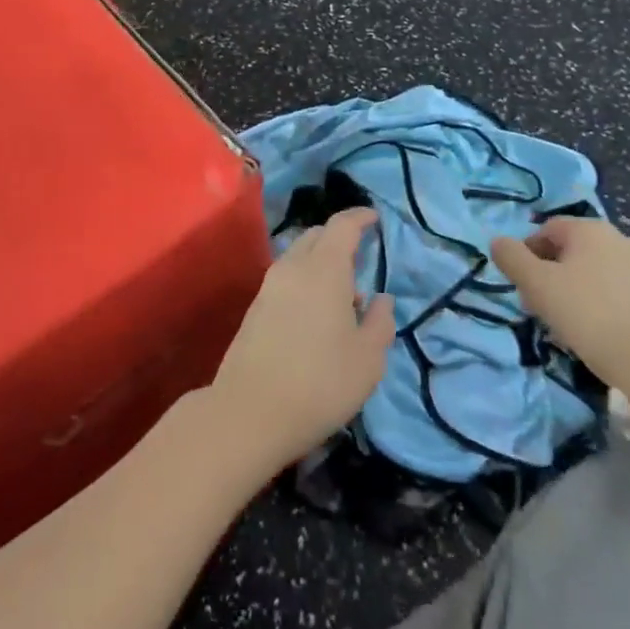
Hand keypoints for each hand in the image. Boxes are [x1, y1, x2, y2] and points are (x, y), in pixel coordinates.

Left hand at [210, 208, 395, 471]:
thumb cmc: (320, 382)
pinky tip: (316, 313)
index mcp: (324, 269)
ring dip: (321, 261)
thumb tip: (380, 299)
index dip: (360, 217)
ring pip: (299, 256)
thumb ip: (380, 322)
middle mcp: (293, 267)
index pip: (342, 225)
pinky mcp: (255, 308)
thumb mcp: (368, 359)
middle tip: (361, 257)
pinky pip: (286, 278)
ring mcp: (269, 286)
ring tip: (342, 292)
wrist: (249, 411)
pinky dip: (305, 280)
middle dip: (339, 238)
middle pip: (317, 235)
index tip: (374, 218)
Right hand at [490, 216, 629, 392]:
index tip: (520, 284)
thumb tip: (498, 242)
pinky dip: (601, 304)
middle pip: (572, 250)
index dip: (527, 253)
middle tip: (538, 305)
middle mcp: (620, 239)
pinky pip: (617, 292)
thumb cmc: (591, 315)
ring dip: (575, 290)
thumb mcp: (538, 286)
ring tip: (566, 324)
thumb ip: (513, 259)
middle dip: (550, 274)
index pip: (547, 229)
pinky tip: (596, 332)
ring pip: (595, 272)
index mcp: (590, 229)